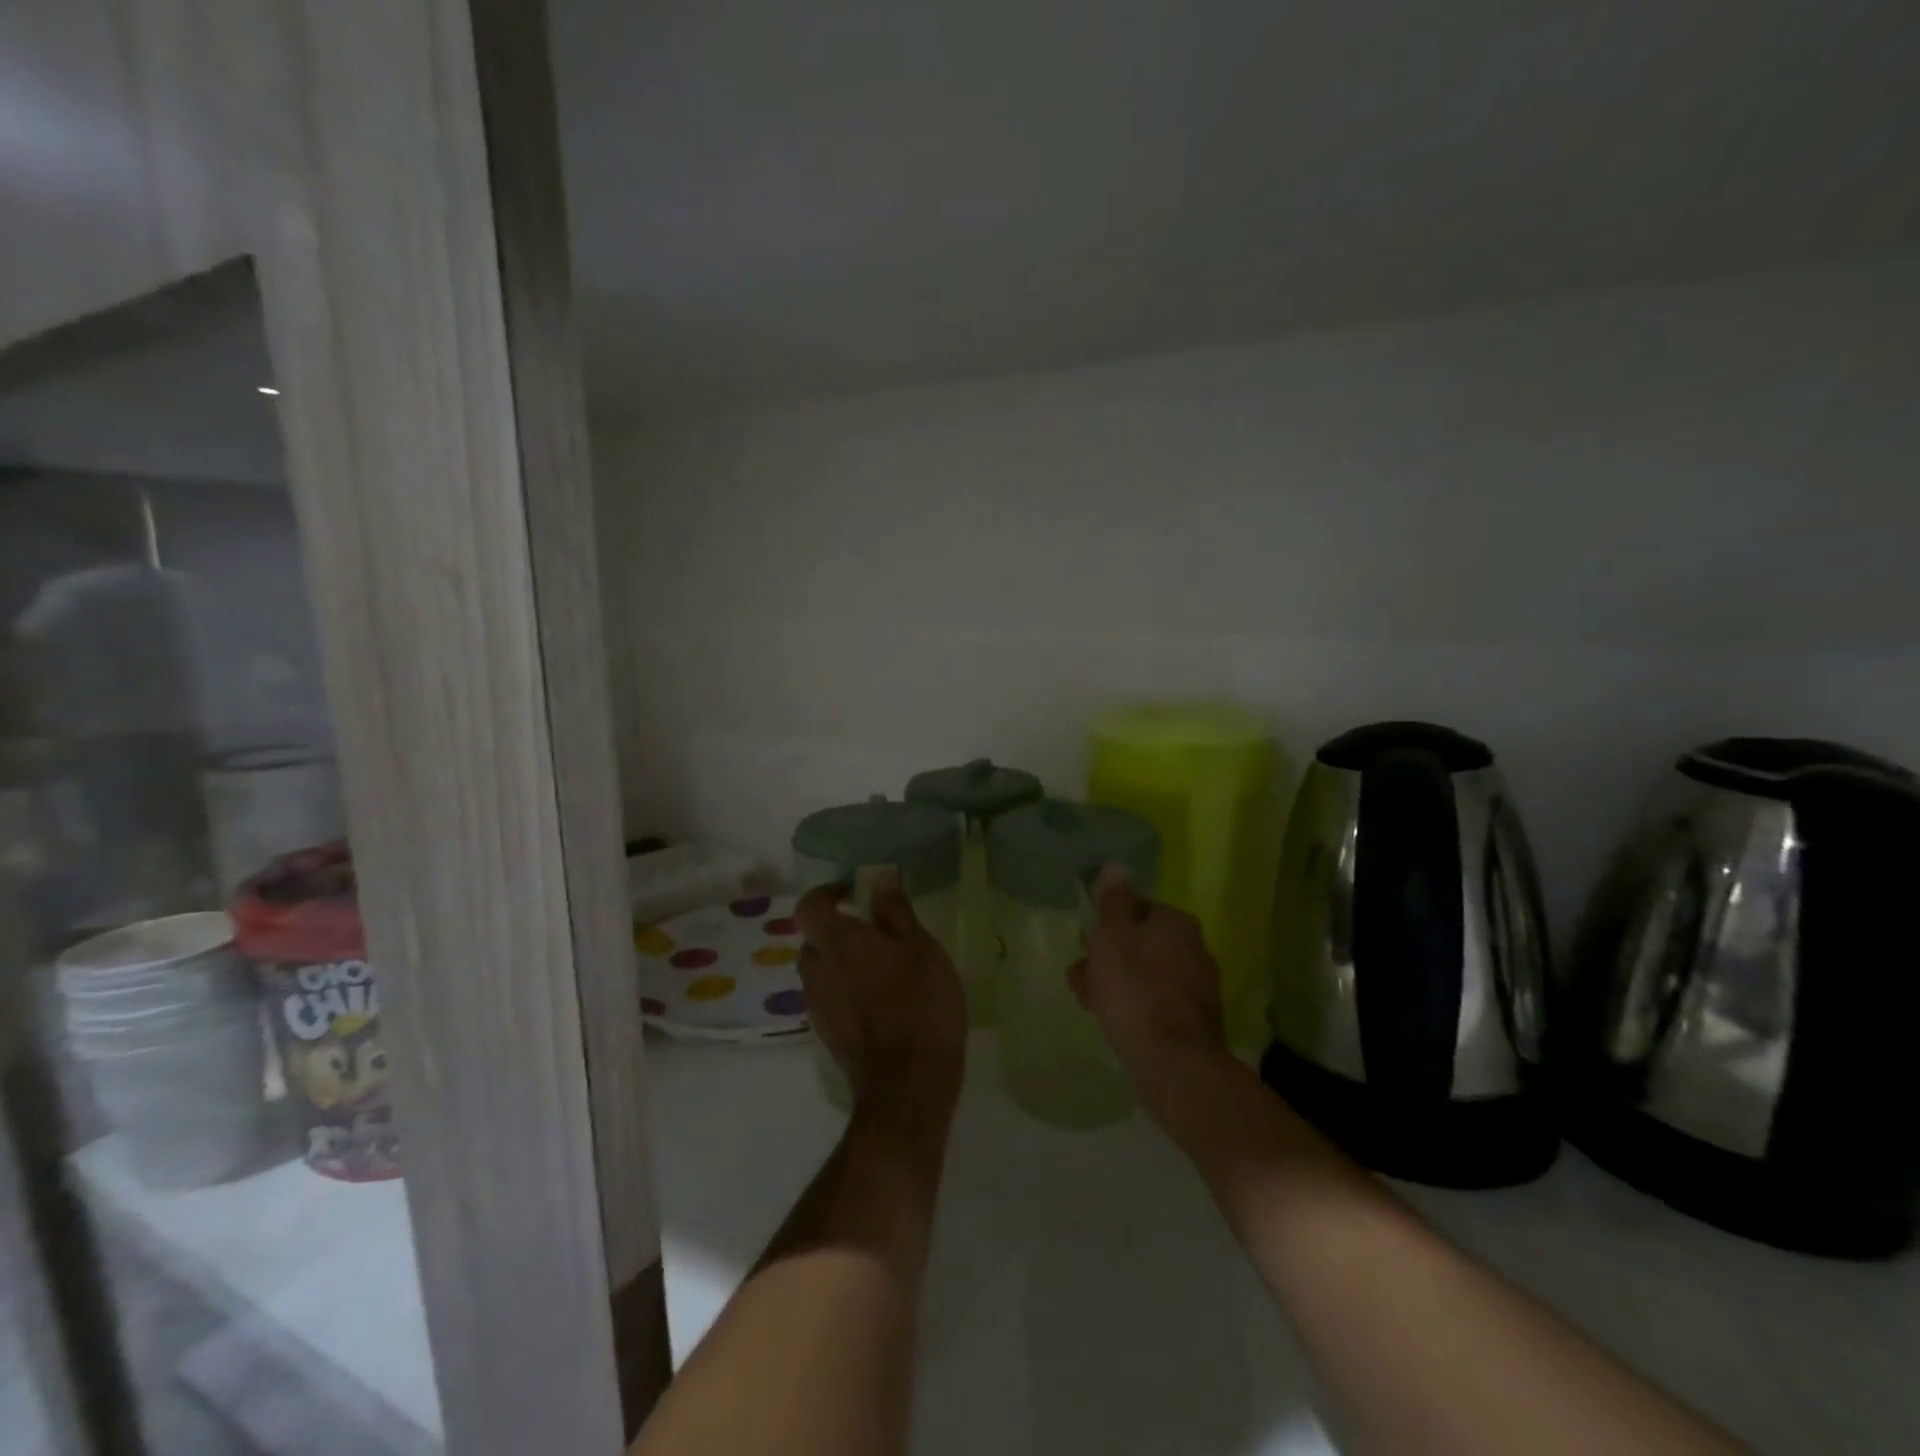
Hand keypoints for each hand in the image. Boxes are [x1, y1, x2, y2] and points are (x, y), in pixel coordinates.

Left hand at [796, 874, 967, 1113]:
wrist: (908, 1083)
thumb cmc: (919, 1003)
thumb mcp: (919, 947)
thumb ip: (895, 911)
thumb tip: (880, 877)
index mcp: (837, 943)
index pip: (808, 907)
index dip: (824, 894)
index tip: (850, 893)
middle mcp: (817, 972)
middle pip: (813, 942)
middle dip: (836, 932)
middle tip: (872, 933)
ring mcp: (819, 1007)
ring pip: (820, 973)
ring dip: (841, 964)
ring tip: (880, 969)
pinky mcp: (828, 1036)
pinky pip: (830, 1000)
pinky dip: (846, 993)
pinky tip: (879, 1002)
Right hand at [1069, 866, 1230, 1110]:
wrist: (1174, 1061)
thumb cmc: (1134, 989)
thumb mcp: (1112, 936)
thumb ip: (1112, 901)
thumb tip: (1116, 867)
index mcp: (1176, 922)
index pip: (1134, 908)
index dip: (1104, 924)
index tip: (1083, 944)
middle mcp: (1194, 947)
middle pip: (1138, 942)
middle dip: (1105, 957)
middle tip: (1079, 978)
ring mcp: (1198, 985)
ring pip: (1144, 973)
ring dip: (1114, 982)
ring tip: (1088, 1003)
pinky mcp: (1195, 1019)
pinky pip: (1155, 1001)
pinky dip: (1134, 1005)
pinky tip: (1114, 1021)